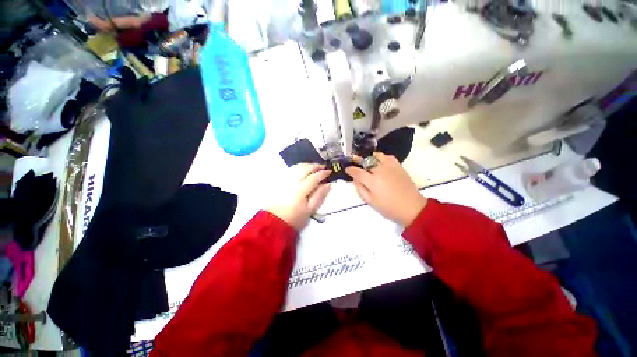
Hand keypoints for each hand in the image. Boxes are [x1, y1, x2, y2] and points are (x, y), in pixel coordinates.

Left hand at [267, 163, 331, 230]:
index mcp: (300, 189)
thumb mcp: (310, 210)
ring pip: (297, 166)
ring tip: (314, 167)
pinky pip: (290, 169)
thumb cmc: (294, 218)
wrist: (274, 222)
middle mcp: (292, 181)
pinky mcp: (279, 181)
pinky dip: (298, 167)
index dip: (323, 173)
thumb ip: (319, 195)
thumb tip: (327, 184)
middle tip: (323, 166)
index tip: (330, 171)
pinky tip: (302, 170)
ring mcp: (284, 180)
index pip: (314, 177)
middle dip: (315, 166)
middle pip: (305, 168)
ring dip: (307, 165)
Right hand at [346, 153, 426, 226]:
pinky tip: (380, 162)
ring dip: (370, 157)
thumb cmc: (389, 208)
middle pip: (366, 161)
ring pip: (377, 156)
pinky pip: (388, 157)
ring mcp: (390, 167)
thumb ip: (361, 189)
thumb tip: (355, 179)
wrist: (412, 208)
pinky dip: (382, 157)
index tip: (347, 169)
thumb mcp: (370, 202)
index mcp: (372, 181)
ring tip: (367, 161)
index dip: (350, 169)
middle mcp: (380, 171)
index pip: (357, 171)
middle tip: (354, 160)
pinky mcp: (399, 166)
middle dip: (358, 160)